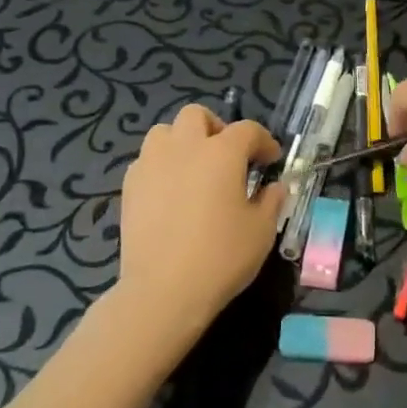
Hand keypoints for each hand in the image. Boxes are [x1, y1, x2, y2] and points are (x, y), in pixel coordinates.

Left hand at [116, 105, 281, 341]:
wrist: (163, 291)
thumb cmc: (220, 257)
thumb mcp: (261, 231)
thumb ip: (271, 200)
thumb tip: (276, 186)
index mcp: (222, 152)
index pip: (247, 130)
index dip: (263, 141)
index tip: (271, 160)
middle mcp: (185, 147)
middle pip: (197, 116)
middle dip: (216, 128)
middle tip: (227, 157)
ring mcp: (152, 164)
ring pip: (165, 132)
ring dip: (182, 142)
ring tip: (194, 168)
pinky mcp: (130, 186)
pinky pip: (147, 160)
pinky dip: (161, 166)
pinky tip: (170, 192)